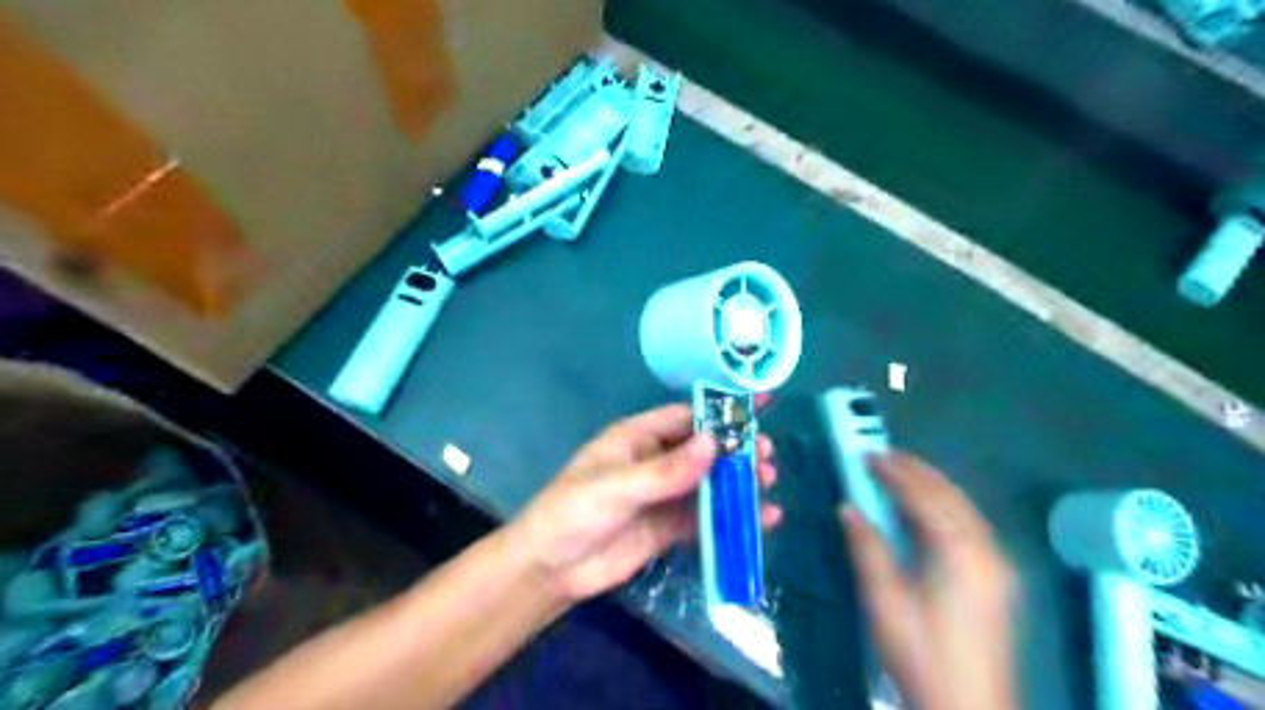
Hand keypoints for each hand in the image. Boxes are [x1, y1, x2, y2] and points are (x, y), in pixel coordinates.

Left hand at [510, 404, 780, 604]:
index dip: (720, 411)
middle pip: (703, 450)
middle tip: (766, 456)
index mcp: (638, 438)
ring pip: (709, 483)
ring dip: (737, 483)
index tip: (758, 406)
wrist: (550, 569)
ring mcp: (664, 496)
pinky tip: (760, 519)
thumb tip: (714, 444)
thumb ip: (665, 471)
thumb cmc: (573, 512)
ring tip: (768, 483)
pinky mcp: (669, 528)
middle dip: (735, 450)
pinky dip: (731, 517)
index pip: (686, 416)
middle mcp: (655, 461)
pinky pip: (706, 517)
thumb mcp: (616, 486)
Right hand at [837, 451, 1015, 708]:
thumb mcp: (884, 601)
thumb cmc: (920, 653)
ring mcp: (996, 564)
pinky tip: (926, 506)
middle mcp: (985, 550)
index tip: (867, 455)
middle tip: (882, 454)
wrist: (969, 707)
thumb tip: (848, 509)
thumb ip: (867, 548)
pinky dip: (945, 504)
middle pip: (948, 494)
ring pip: (963, 507)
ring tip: (900, 471)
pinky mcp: (998, 578)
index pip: (922, 497)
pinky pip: (970, 523)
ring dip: (931, 484)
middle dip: (915, 470)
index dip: (893, 472)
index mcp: (958, 552)